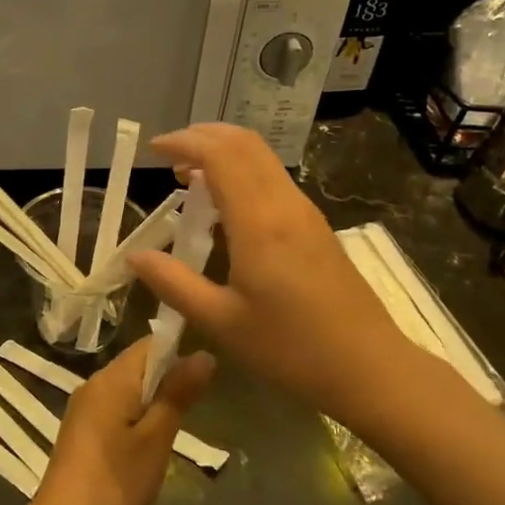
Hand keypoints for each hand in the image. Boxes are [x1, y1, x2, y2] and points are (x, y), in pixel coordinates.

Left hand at [26, 339, 213, 504]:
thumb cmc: (115, 483)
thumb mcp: (156, 439)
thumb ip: (178, 394)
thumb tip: (203, 354)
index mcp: (111, 379)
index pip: (151, 343)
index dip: (180, 352)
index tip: (204, 377)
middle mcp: (94, 383)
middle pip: (139, 364)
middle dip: (169, 378)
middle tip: (196, 407)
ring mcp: (84, 407)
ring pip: (128, 387)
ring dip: (154, 399)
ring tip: (176, 427)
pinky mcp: (81, 429)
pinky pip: (115, 406)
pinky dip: (137, 415)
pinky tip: (148, 443)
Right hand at [130, 124, 412, 422]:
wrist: (369, 367)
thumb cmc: (291, 349)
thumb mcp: (221, 322)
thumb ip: (174, 284)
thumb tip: (135, 257)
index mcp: (259, 222)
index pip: (220, 155)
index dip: (184, 142)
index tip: (153, 149)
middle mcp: (284, 204)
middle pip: (244, 143)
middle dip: (203, 136)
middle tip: (169, 154)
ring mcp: (305, 212)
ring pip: (263, 158)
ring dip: (224, 152)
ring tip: (190, 176)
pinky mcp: (316, 226)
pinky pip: (273, 178)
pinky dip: (243, 171)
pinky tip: (226, 204)